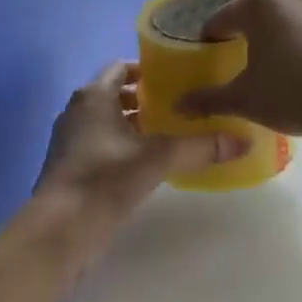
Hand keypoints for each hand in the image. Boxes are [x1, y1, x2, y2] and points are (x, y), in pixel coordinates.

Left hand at [35, 61, 248, 225]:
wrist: (57, 234)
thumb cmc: (104, 180)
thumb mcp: (158, 159)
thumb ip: (200, 147)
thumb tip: (245, 140)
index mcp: (94, 96)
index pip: (122, 67)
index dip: (149, 69)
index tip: (179, 78)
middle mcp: (78, 111)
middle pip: (116, 94)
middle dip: (147, 99)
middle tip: (183, 106)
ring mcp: (70, 142)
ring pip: (108, 122)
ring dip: (135, 125)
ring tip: (171, 134)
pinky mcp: (70, 169)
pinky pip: (101, 145)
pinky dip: (123, 146)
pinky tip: (148, 164)